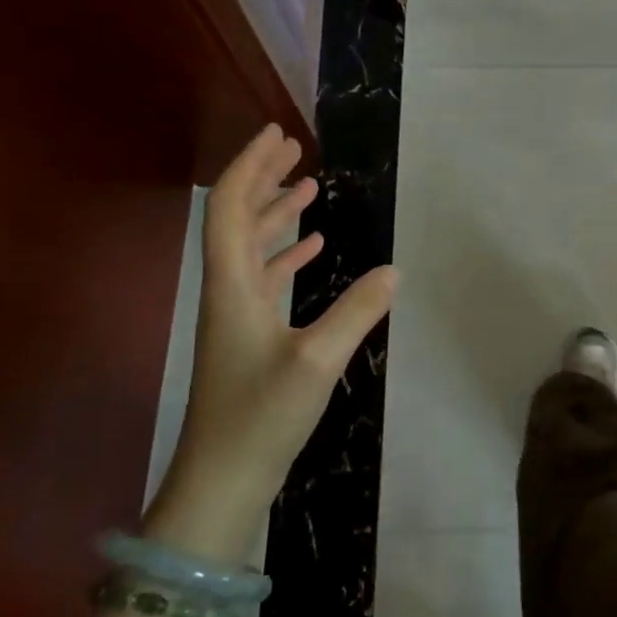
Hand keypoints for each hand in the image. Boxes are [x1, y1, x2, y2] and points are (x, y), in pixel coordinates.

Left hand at [147, 126, 395, 559]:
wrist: (222, 481)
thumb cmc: (261, 417)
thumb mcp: (316, 362)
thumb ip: (356, 312)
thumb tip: (394, 270)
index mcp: (232, 286)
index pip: (229, 207)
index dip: (251, 167)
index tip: (279, 136)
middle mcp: (228, 292)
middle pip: (236, 219)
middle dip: (263, 179)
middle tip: (295, 150)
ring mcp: (237, 316)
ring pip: (251, 248)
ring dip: (276, 213)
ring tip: (309, 188)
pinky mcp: (250, 338)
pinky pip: (265, 279)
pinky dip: (286, 254)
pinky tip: (314, 249)